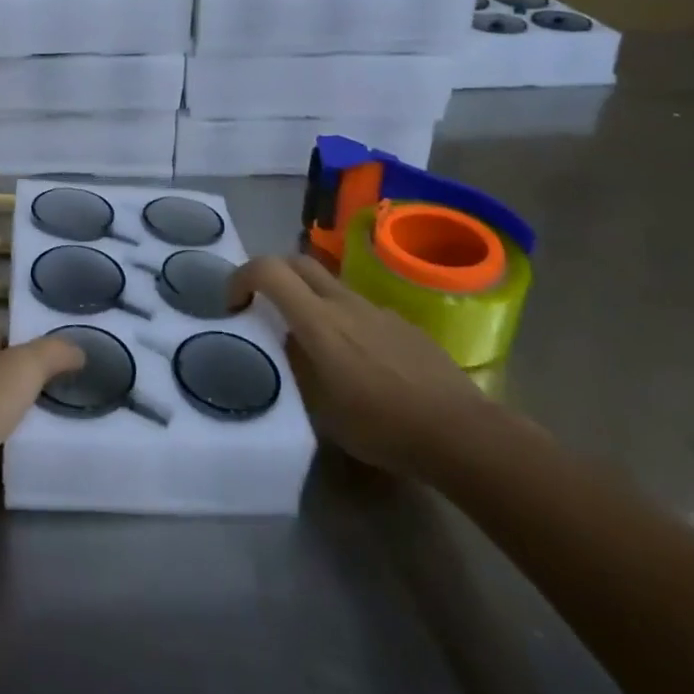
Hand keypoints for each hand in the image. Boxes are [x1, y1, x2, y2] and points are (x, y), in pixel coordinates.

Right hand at [229, 254, 497, 478]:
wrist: (459, 432)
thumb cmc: (381, 425)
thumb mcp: (320, 407)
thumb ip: (296, 364)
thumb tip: (287, 341)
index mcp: (318, 319)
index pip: (268, 269)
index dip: (241, 277)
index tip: (234, 304)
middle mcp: (344, 302)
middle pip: (297, 261)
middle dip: (272, 274)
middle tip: (264, 306)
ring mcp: (377, 309)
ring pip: (330, 284)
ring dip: (309, 297)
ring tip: (313, 340)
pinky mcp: (402, 323)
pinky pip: (360, 307)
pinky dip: (343, 318)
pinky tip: (358, 359)